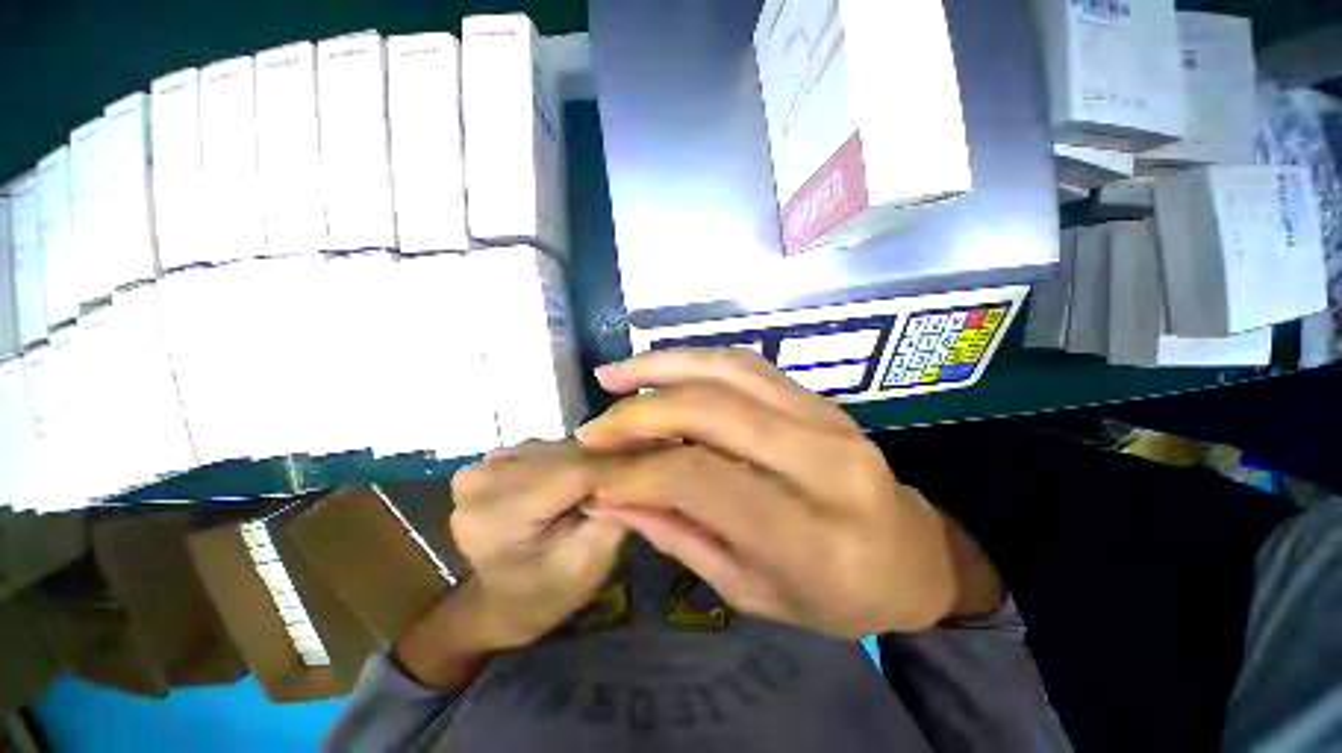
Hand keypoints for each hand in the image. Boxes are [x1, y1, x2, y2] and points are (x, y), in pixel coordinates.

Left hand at [448, 441, 625, 649]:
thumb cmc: (544, 593)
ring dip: (587, 460)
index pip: (574, 472)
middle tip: (634, 472)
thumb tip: (634, 473)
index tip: (651, 464)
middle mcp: (483, 479)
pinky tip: (576, 480)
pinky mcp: (490, 460)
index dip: (617, 467)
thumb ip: (613, 516)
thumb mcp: (588, 564)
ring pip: (558, 448)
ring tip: (606, 479)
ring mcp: (483, 465)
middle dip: (604, 462)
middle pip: (566, 455)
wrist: (497, 602)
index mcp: (499, 514)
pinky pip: (545, 450)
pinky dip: (568, 460)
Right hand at [579, 349, 998, 637]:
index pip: (702, 480)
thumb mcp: (753, 592)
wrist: (913, 555)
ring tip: (614, 375)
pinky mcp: (818, 398)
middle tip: (594, 426)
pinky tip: (661, 369)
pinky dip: (695, 360)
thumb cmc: (838, 597)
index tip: (595, 473)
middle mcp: (823, 462)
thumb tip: (613, 497)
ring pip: (728, 369)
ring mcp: (825, 418)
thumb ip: (680, 537)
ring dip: (662, 366)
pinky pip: (746, 364)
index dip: (638, 471)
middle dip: (641, 412)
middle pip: (713, 410)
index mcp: (811, 536)